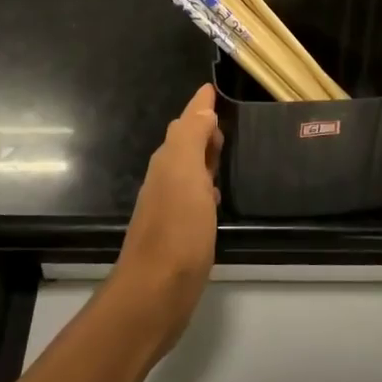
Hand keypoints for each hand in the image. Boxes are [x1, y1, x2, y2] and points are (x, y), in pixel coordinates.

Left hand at [110, 83, 222, 355]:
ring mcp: (170, 206)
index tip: (212, 88)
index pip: (186, 122)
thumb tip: (202, 109)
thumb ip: (193, 138)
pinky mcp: (180, 232)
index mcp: (169, 160)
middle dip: (202, 126)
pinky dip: (206, 186)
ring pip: (189, 168)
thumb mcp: (187, 175)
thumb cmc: (176, 230)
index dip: (200, 105)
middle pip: (184, 142)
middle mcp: (166, 178)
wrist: (155, 292)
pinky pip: (194, 196)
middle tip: (224, 117)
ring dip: (205, 156)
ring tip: (225, 149)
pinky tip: (217, 196)